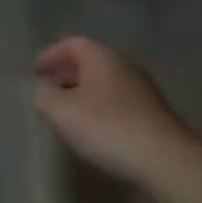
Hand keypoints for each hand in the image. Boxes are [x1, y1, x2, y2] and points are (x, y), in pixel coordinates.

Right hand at [32, 37, 198, 184]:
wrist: (166, 159)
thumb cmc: (108, 127)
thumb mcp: (63, 112)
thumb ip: (44, 96)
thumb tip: (40, 88)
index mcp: (101, 57)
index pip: (72, 44)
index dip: (51, 55)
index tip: (35, 72)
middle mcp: (124, 65)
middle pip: (90, 62)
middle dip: (67, 74)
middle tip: (49, 91)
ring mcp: (142, 89)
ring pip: (105, 83)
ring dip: (85, 93)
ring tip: (69, 114)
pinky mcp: (153, 113)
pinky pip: (119, 101)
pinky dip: (102, 108)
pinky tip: (97, 130)